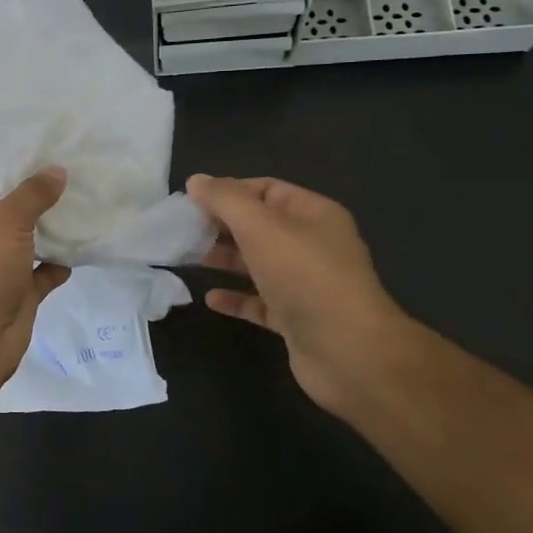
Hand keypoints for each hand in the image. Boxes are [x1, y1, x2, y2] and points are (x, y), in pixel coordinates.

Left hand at [0, 170, 71, 389]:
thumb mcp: (5, 222)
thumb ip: (31, 194)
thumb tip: (56, 171)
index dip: (4, 164)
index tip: (37, 146)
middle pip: (6, 210)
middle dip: (34, 195)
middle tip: (70, 168)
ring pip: (26, 242)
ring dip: (50, 229)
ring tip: (83, 202)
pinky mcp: (16, 294)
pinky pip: (41, 273)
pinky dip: (58, 264)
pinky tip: (81, 249)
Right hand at [186, 173, 412, 413]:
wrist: (349, 352)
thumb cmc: (305, 277)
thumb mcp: (260, 227)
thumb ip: (226, 200)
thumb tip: (196, 180)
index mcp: (313, 214)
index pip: (266, 190)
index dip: (229, 191)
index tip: (191, 201)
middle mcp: (312, 245)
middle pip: (259, 226)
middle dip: (221, 226)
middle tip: (182, 231)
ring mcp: (306, 284)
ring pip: (257, 264)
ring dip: (224, 260)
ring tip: (187, 259)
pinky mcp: (296, 318)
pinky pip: (260, 301)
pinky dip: (236, 297)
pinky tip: (211, 298)